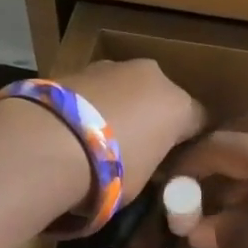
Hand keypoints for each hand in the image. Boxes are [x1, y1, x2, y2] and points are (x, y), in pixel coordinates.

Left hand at [53, 59, 205, 202]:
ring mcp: (113, 66)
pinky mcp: (77, 66)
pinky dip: (90, 104)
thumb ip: (152, 163)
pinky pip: (94, 90)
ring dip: (118, 107)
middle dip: (151, 117)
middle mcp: (152, 76)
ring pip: (125, 88)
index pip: (198, 121)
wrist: (49, 142)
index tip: (174, 161)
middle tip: (134, 148)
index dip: (188, 142)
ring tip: (97, 138)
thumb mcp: (143, 180)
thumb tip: (148, 162)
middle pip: (160, 97)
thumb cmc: (110, 170)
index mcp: (178, 104)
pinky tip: (74, 128)